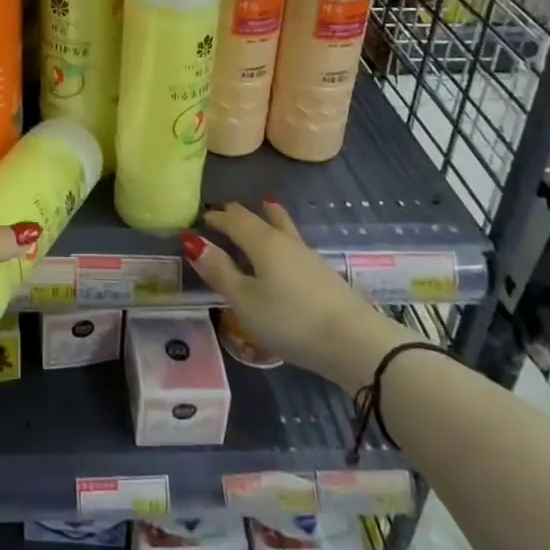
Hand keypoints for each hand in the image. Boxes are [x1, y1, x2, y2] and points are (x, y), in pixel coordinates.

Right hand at [183, 199, 410, 389]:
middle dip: (240, 213)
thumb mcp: (245, 301)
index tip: (200, 219)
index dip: (216, 218)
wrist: (356, 343)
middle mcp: (285, 241)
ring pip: (283, 227)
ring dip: (268, 217)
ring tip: (265, 205)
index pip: (234, 219)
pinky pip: (295, 244)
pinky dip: (283, 237)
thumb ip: (220, 271)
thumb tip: (193, 241)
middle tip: (225, 211)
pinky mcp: (324, 275)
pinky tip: (287, 250)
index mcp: (262, 242)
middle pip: (261, 217)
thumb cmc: (291, 321)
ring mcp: (309, 257)